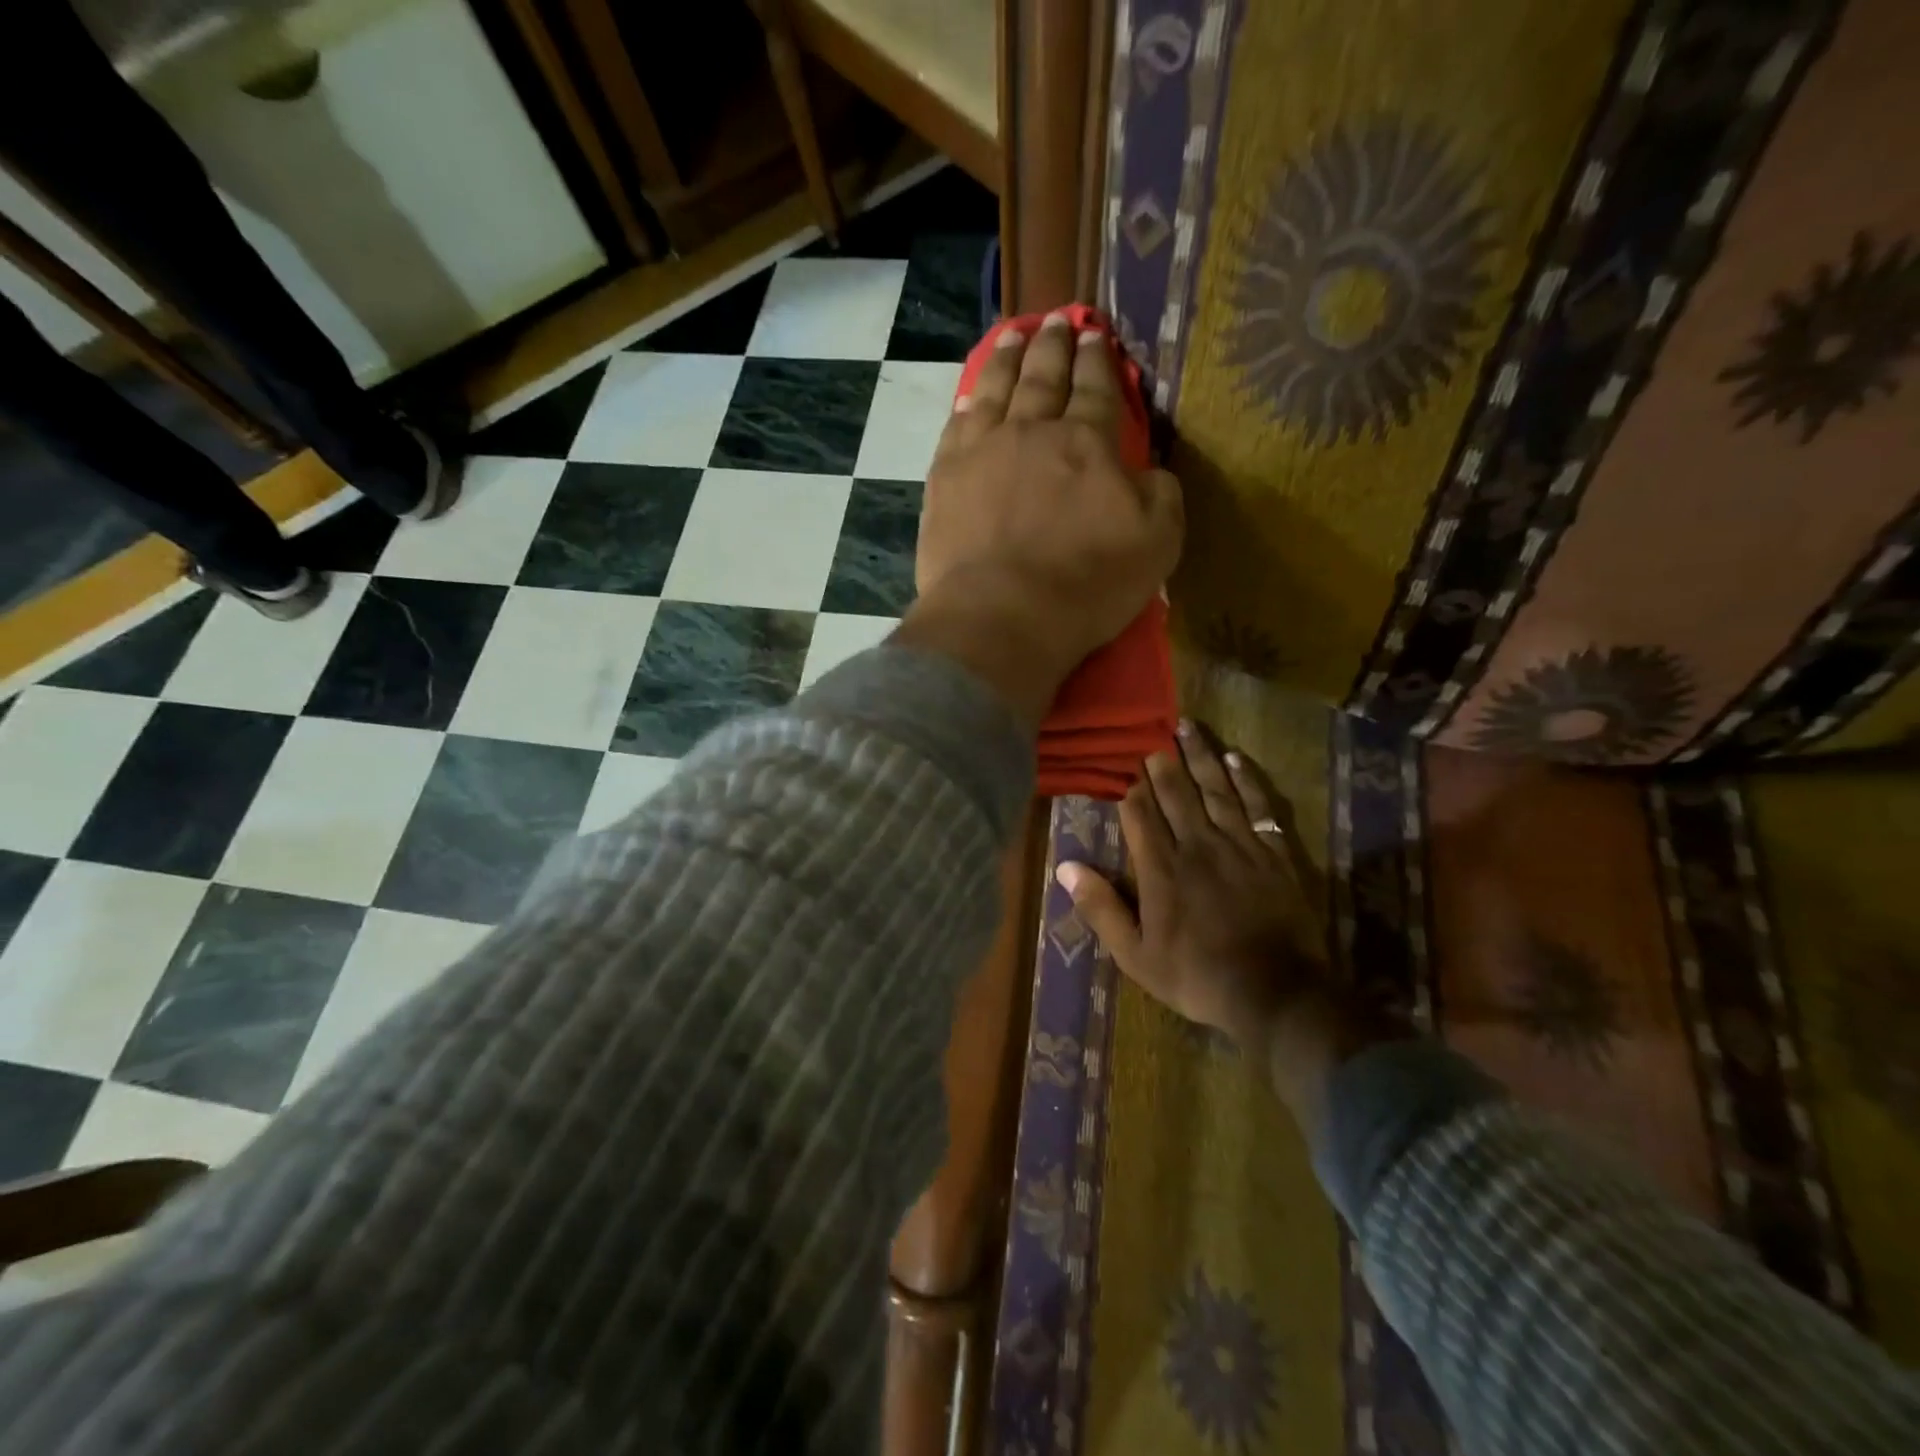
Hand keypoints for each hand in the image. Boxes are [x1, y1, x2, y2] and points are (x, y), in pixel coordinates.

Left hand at [913, 312, 1182, 678]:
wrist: (1002, 615)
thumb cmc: (1086, 585)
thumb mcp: (1156, 544)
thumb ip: (1160, 496)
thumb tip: (1148, 472)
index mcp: (1088, 443)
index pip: (1096, 390)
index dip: (1098, 361)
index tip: (1095, 335)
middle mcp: (1033, 431)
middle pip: (1045, 377)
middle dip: (1054, 344)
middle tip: (1058, 318)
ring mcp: (982, 450)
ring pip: (997, 388)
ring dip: (1008, 357)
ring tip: (1015, 334)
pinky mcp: (944, 479)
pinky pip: (956, 425)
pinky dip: (967, 402)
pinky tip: (970, 394)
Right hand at [1057, 725, 1404, 1128]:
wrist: (1275, 993)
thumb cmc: (1197, 976)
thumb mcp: (1136, 955)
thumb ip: (1101, 908)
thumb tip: (1065, 867)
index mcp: (1161, 869)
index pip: (1139, 815)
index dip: (1129, 788)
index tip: (1122, 765)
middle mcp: (1197, 845)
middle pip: (1175, 793)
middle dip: (1161, 762)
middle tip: (1151, 734)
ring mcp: (1239, 845)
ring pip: (1215, 789)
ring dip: (1199, 756)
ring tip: (1187, 726)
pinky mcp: (1273, 852)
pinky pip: (1257, 804)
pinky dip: (1246, 779)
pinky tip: (1235, 758)